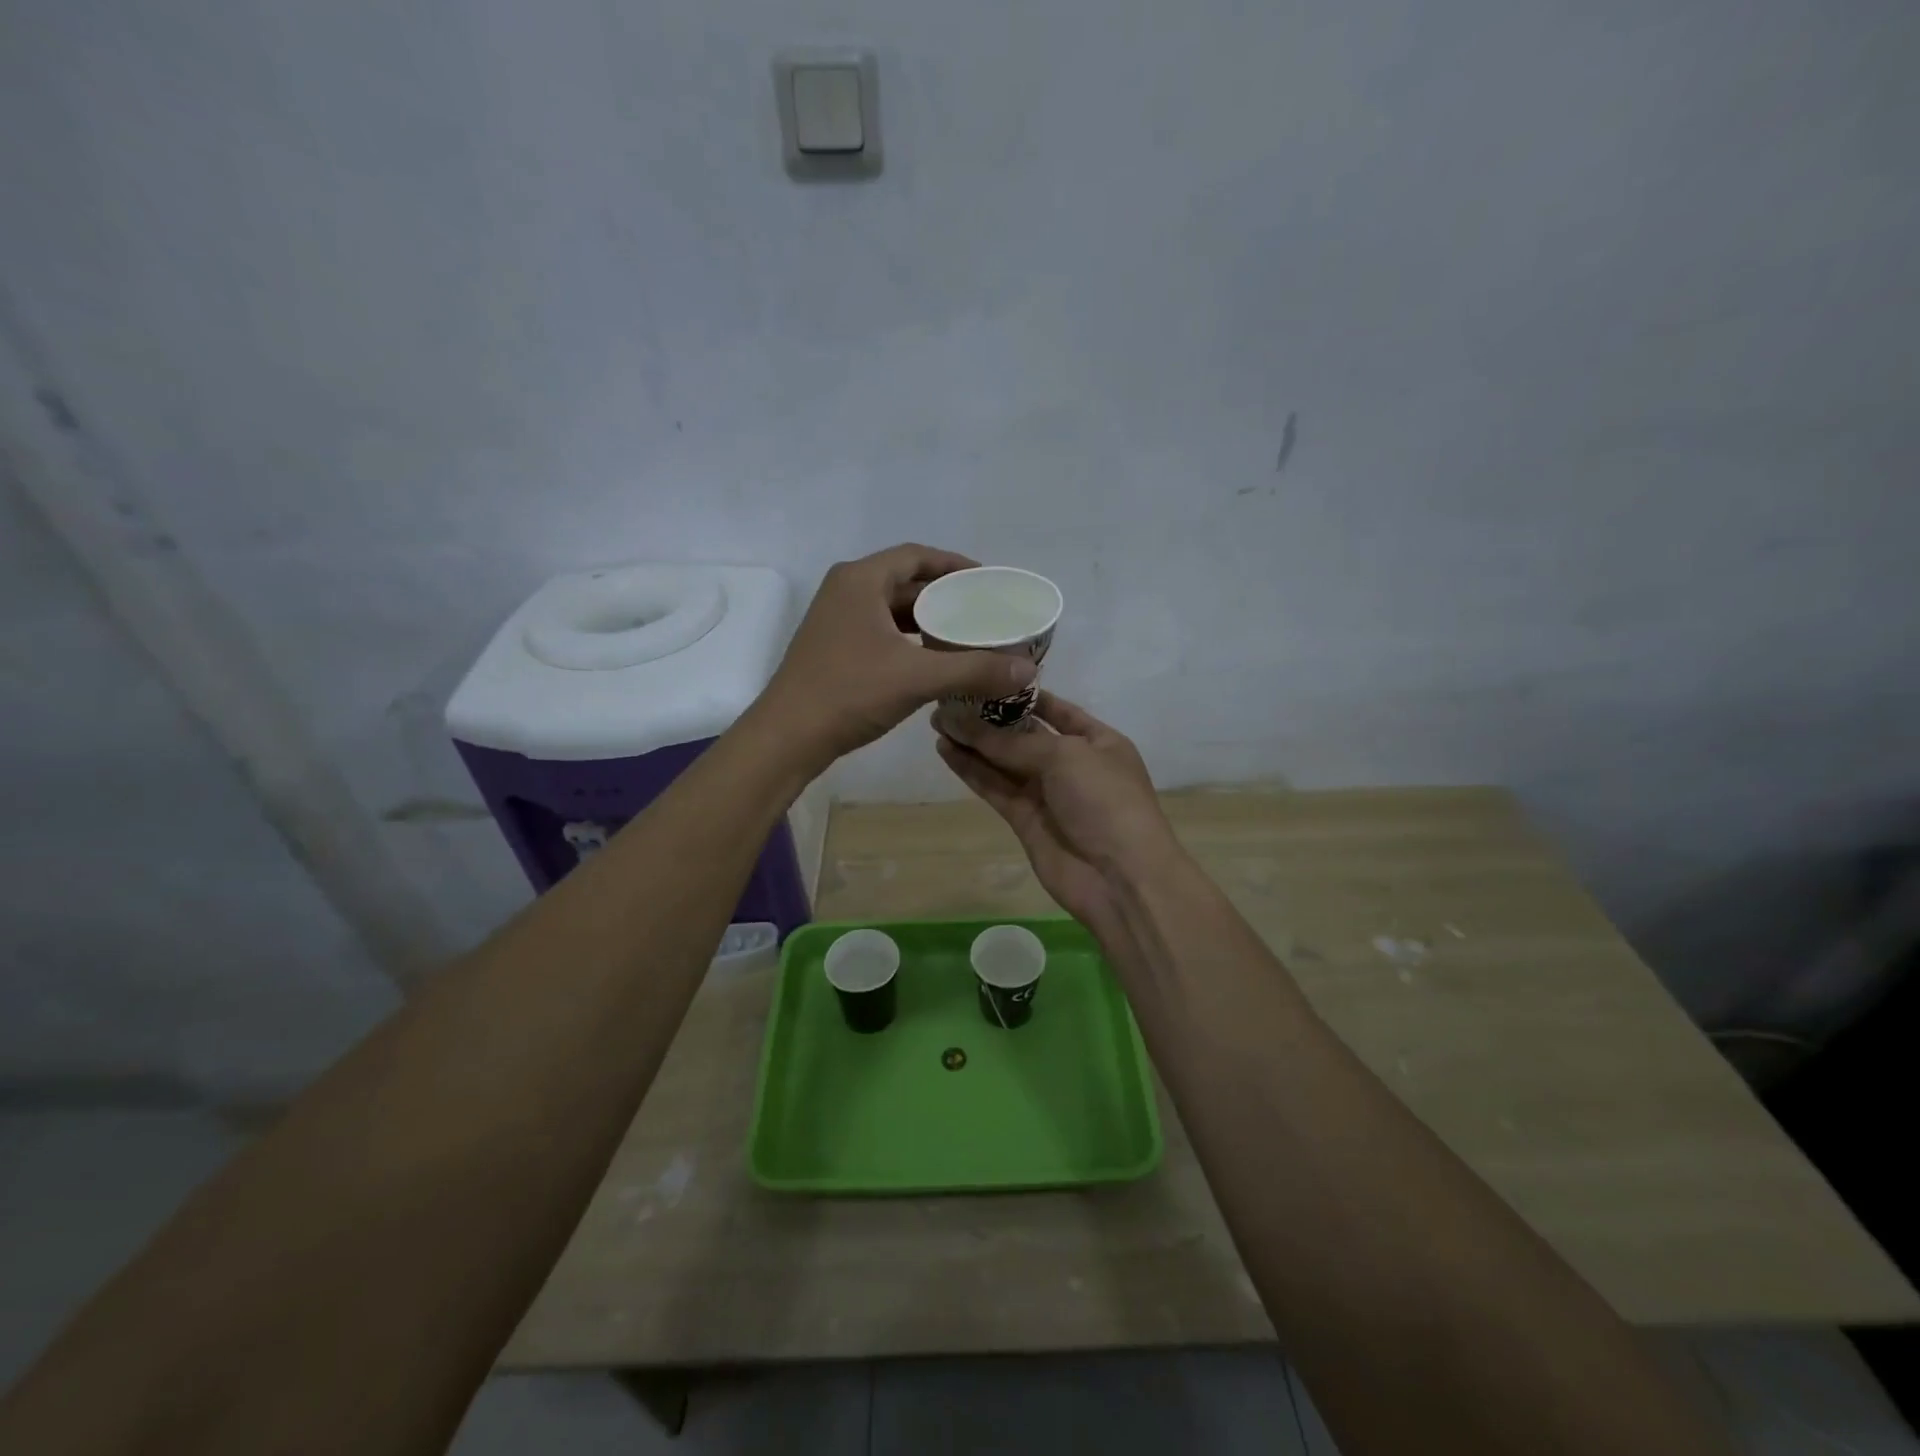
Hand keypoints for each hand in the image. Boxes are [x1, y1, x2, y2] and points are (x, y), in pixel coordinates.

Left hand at [757, 544, 1037, 768]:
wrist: (788, 737)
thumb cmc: (849, 693)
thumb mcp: (917, 678)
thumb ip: (974, 670)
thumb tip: (1027, 670)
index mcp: (860, 580)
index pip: (917, 556)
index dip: (955, 565)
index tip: (988, 582)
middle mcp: (845, 591)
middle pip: (905, 582)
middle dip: (946, 596)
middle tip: (984, 612)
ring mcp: (836, 621)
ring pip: (893, 611)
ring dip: (928, 621)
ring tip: (967, 636)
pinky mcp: (834, 648)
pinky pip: (881, 632)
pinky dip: (910, 641)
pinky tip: (934, 661)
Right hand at [934, 691, 1177, 941]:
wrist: (1120, 878)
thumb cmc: (1105, 801)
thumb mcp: (1065, 756)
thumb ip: (1011, 742)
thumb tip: (962, 722)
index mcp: (1097, 740)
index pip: (1057, 709)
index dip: (1022, 695)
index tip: (985, 678)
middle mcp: (1071, 763)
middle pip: (1023, 735)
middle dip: (989, 719)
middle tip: (948, 700)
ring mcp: (1046, 793)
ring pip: (1003, 762)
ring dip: (973, 743)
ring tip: (937, 720)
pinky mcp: (1024, 819)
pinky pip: (995, 787)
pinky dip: (971, 770)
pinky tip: (946, 750)